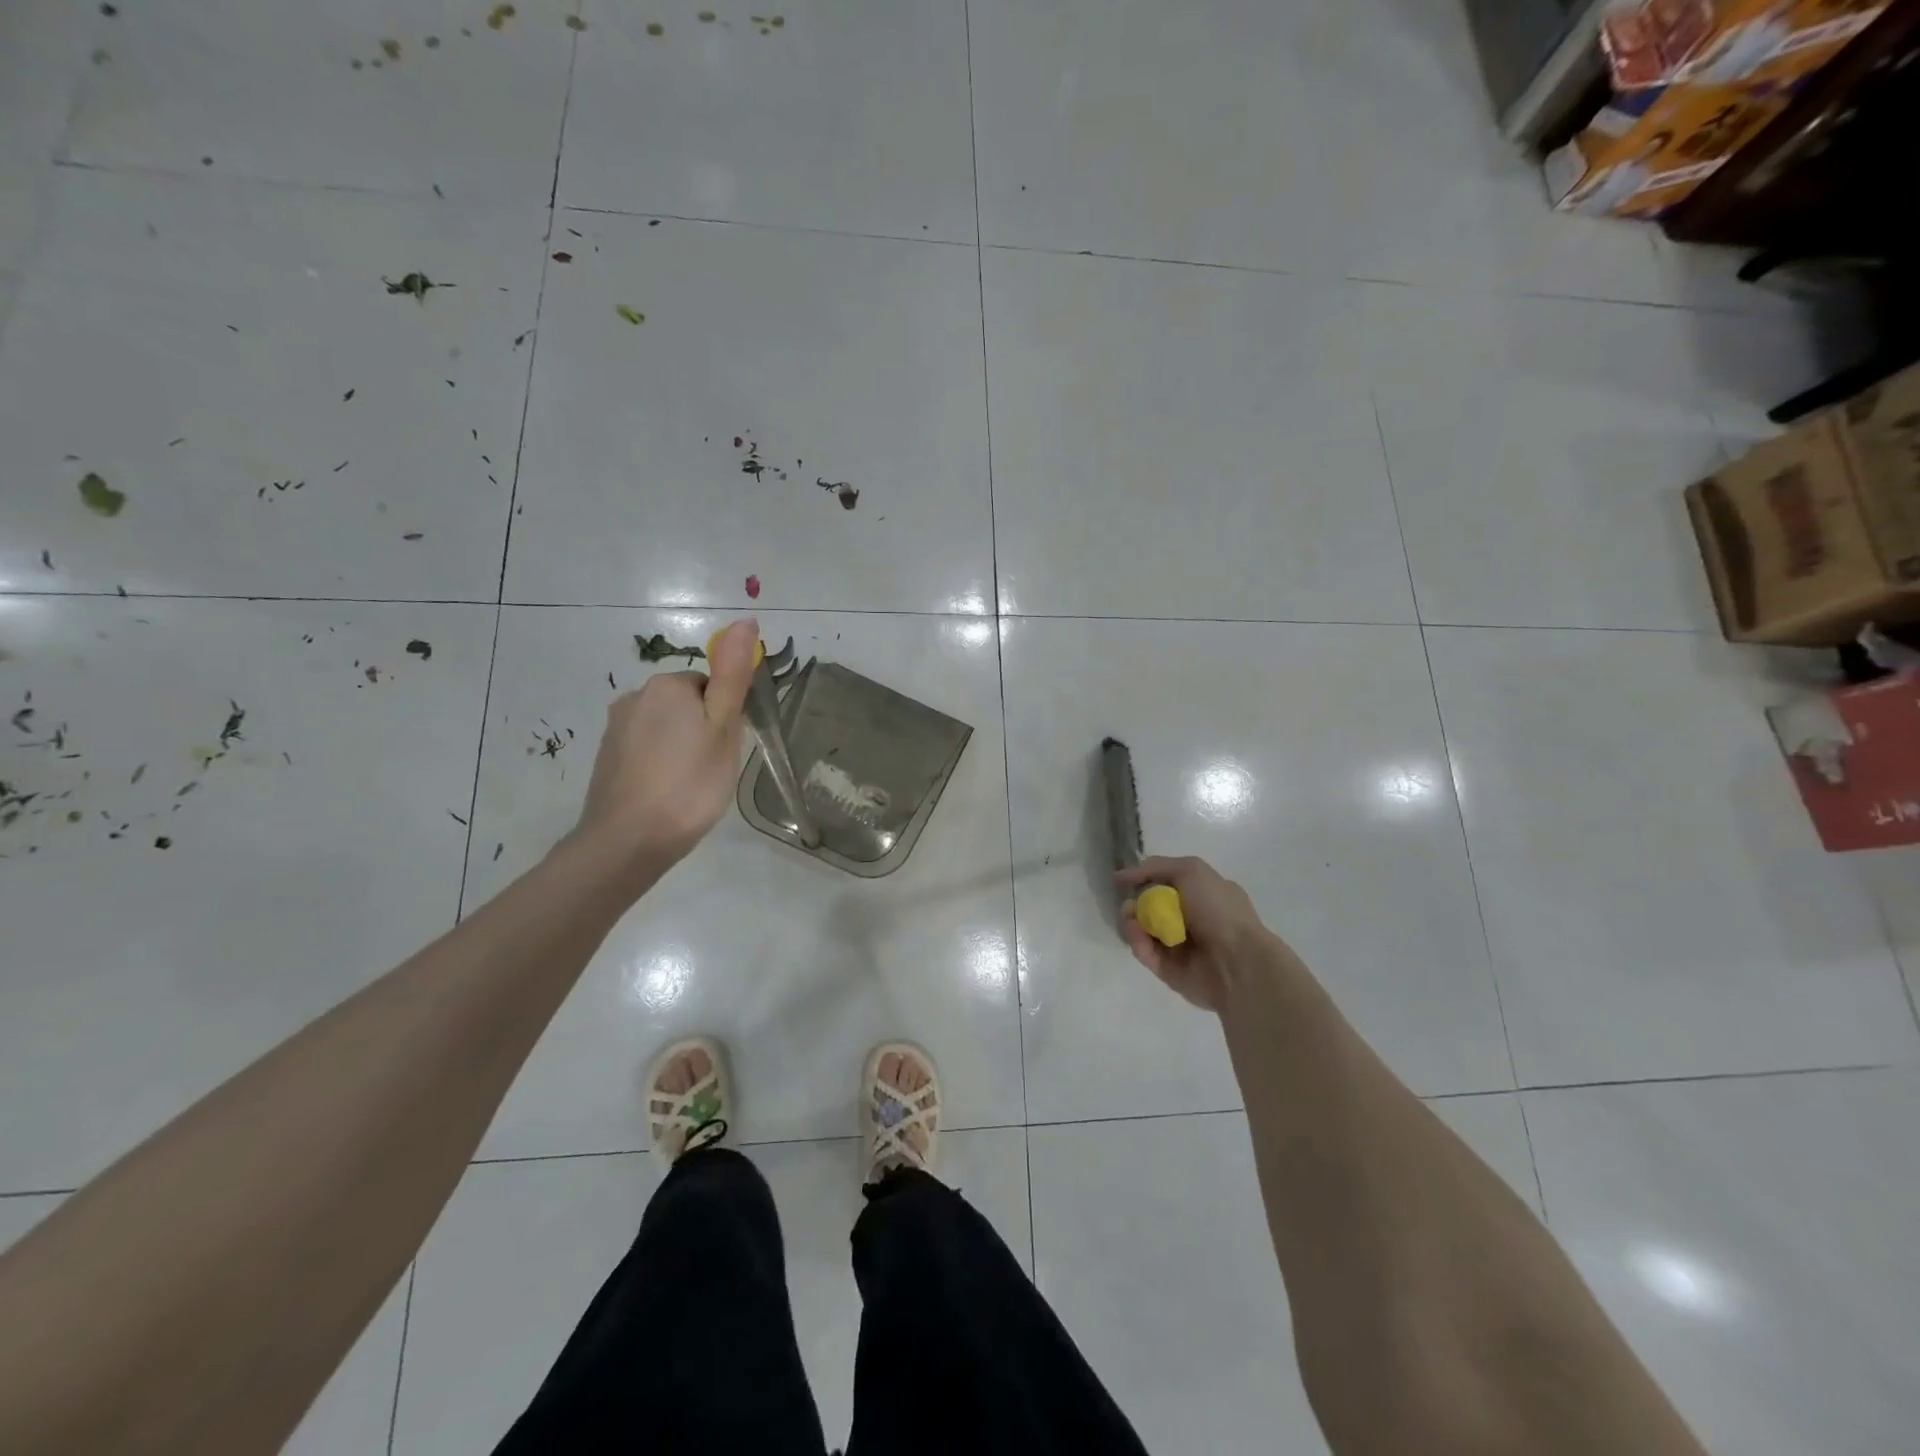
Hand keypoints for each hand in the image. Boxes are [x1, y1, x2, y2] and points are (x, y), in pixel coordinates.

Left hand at [568, 618, 759, 868]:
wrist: (628, 840)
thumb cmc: (689, 782)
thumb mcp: (723, 727)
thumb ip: (733, 675)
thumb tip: (744, 621)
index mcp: (667, 685)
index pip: (711, 686)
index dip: (725, 717)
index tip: (727, 748)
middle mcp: (635, 697)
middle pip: (687, 705)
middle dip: (703, 730)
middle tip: (714, 768)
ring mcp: (616, 728)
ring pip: (666, 728)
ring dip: (682, 748)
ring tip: (691, 785)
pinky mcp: (607, 757)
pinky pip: (646, 749)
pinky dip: (660, 765)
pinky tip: (667, 792)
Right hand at [1117, 856, 1274, 1012]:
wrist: (1237, 962)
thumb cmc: (1219, 910)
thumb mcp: (1191, 870)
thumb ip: (1156, 866)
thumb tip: (1123, 875)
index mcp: (1204, 896)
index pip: (1167, 883)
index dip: (1145, 879)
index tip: (1124, 879)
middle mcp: (1192, 920)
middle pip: (1151, 907)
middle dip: (1136, 902)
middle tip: (1129, 903)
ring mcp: (1180, 947)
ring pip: (1144, 930)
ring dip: (1132, 921)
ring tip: (1131, 918)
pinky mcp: (1168, 970)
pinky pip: (1145, 952)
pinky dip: (1137, 942)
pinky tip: (1137, 935)